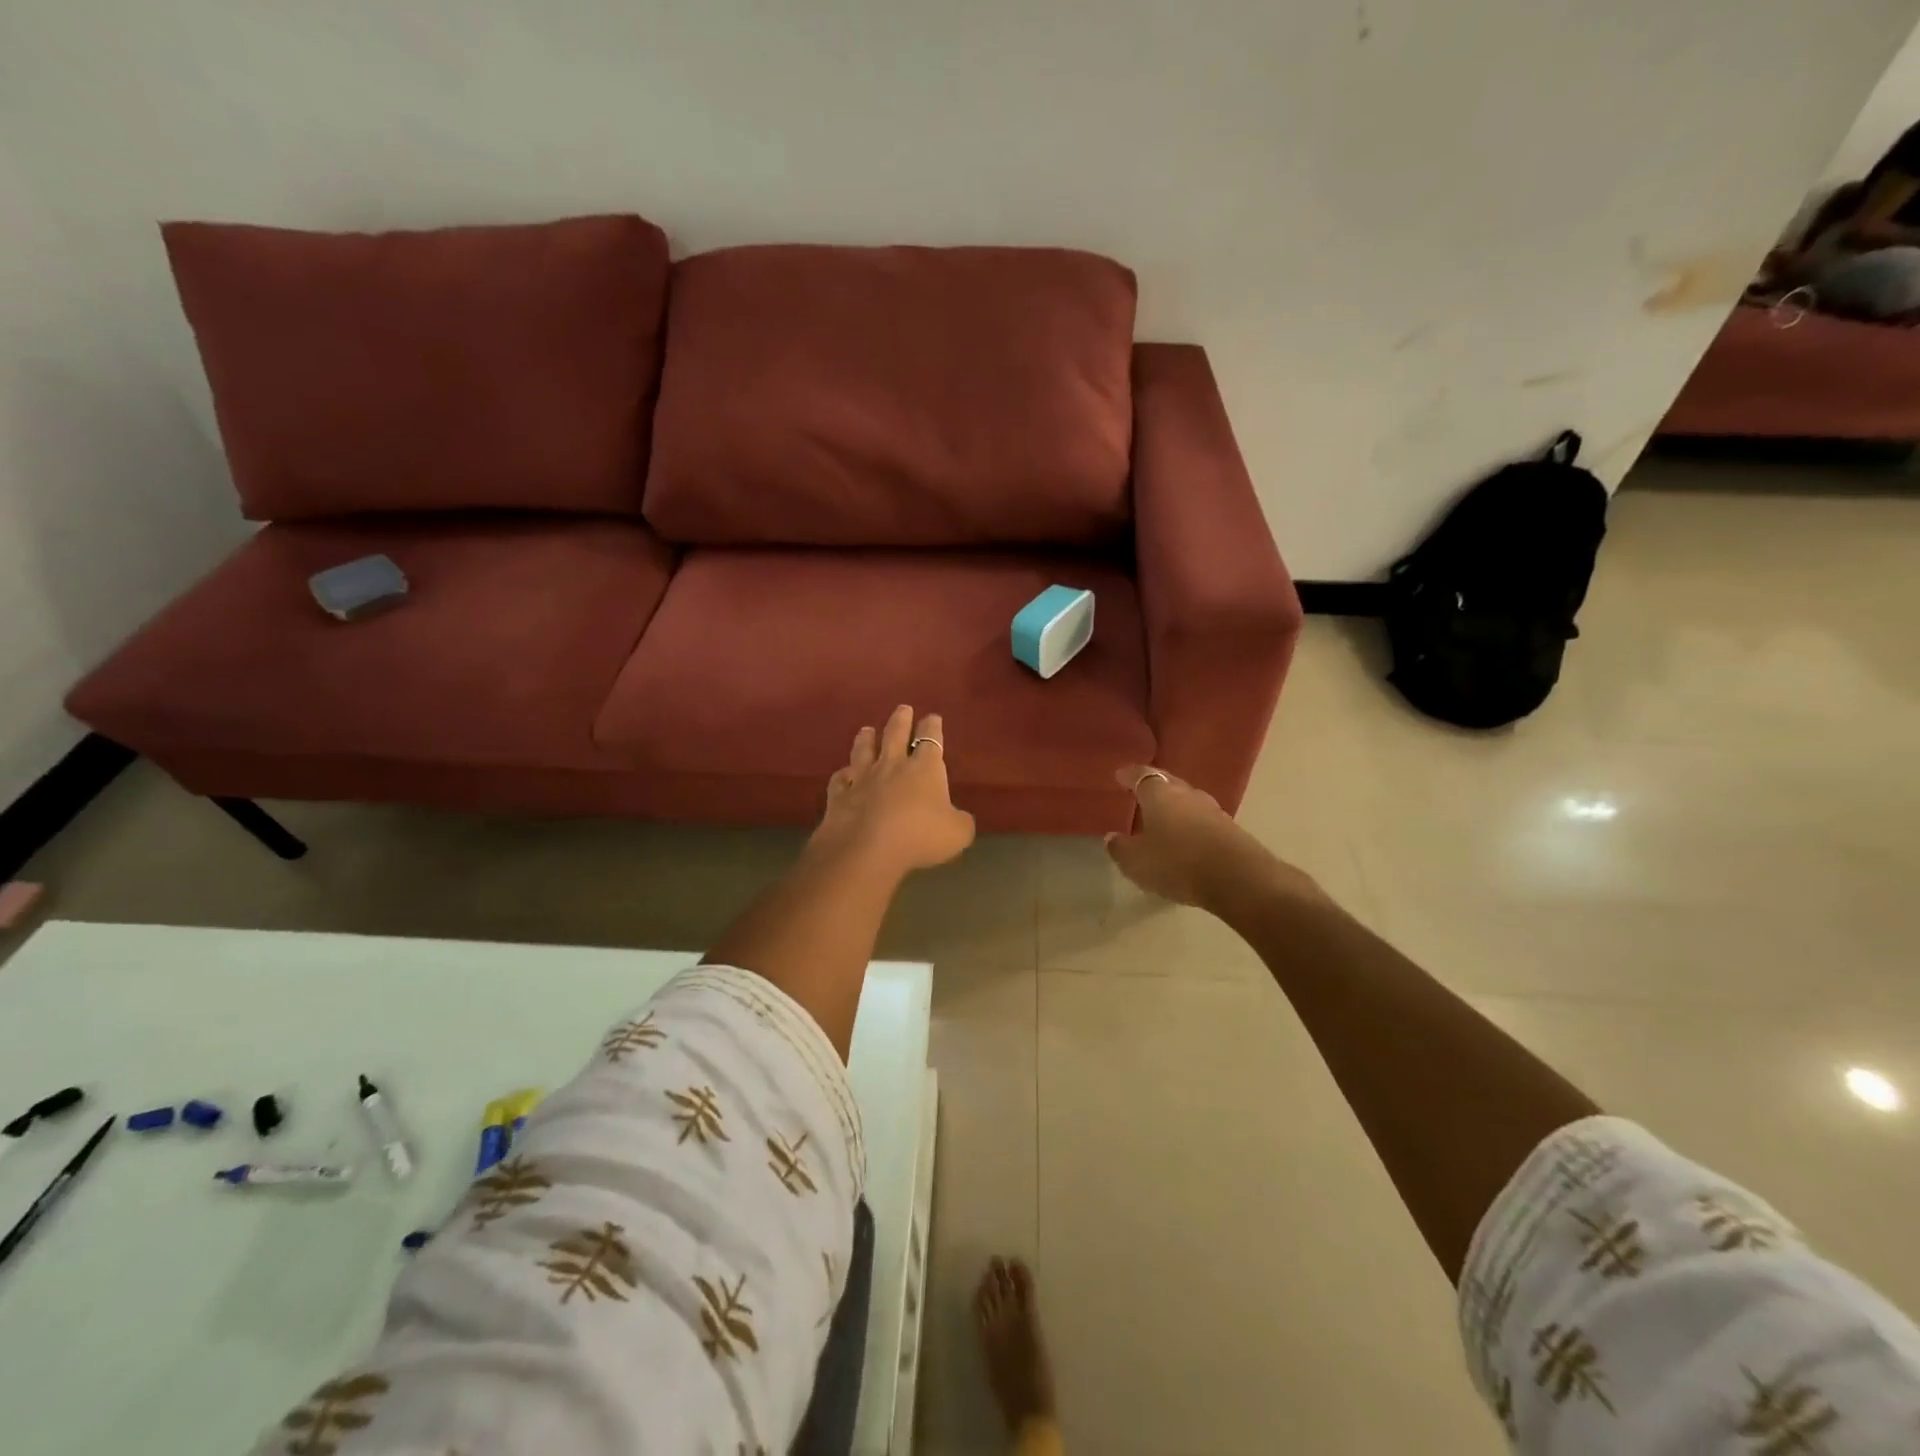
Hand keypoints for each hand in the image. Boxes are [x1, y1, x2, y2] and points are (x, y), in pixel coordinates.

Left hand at [812, 705, 975, 878]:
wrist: (867, 850)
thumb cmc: (919, 836)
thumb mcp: (957, 833)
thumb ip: (960, 822)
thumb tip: (958, 819)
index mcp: (924, 768)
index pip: (930, 739)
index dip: (932, 727)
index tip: (932, 717)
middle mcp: (892, 765)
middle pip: (895, 734)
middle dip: (901, 719)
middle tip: (903, 708)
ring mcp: (862, 778)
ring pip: (864, 750)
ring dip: (866, 738)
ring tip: (867, 729)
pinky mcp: (839, 795)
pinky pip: (840, 779)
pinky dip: (842, 774)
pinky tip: (843, 773)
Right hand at [1104, 765, 1318, 911]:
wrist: (1238, 878)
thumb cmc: (1177, 863)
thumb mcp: (1136, 862)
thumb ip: (1121, 848)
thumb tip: (1112, 837)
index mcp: (1159, 794)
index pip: (1141, 775)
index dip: (1129, 775)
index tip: (1120, 775)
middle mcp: (1186, 794)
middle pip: (1167, 783)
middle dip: (1153, 786)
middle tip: (1140, 792)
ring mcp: (1212, 810)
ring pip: (1187, 801)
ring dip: (1174, 806)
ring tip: (1162, 817)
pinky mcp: (1230, 829)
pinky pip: (1202, 820)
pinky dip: (1191, 824)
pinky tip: (1186, 837)